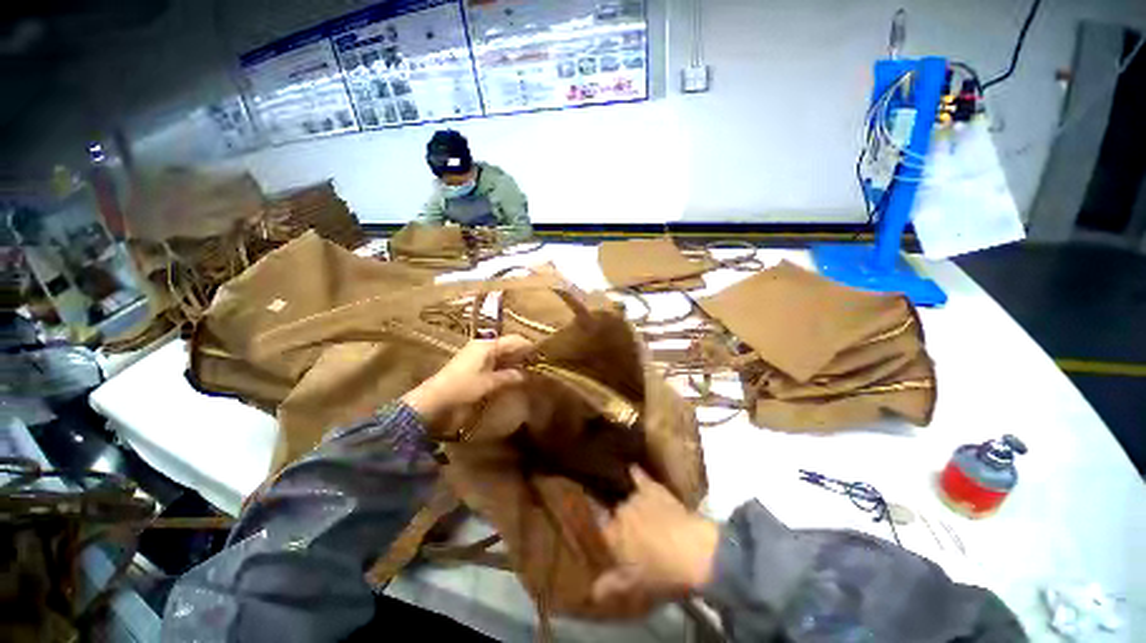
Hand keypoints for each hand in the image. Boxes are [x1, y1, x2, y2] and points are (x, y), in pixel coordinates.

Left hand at [402, 335, 533, 421]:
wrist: (434, 399)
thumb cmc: (463, 387)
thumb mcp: (489, 383)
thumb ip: (510, 376)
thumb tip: (527, 374)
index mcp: (488, 345)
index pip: (515, 340)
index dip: (529, 347)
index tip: (542, 355)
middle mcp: (483, 345)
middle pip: (509, 344)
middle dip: (523, 353)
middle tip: (537, 364)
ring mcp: (477, 353)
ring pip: (502, 352)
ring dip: (515, 360)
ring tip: (528, 369)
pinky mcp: (473, 363)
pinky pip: (495, 359)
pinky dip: (505, 365)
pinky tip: (512, 374)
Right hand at [592, 467, 719, 610]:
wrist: (694, 551)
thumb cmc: (663, 572)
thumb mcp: (635, 585)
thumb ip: (611, 584)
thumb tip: (592, 591)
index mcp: (612, 534)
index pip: (597, 523)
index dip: (597, 522)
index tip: (597, 520)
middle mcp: (619, 510)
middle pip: (612, 509)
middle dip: (615, 513)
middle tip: (621, 521)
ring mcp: (636, 497)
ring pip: (624, 494)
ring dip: (625, 497)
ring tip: (624, 496)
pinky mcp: (653, 487)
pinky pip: (639, 475)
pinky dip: (635, 472)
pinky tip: (631, 467)